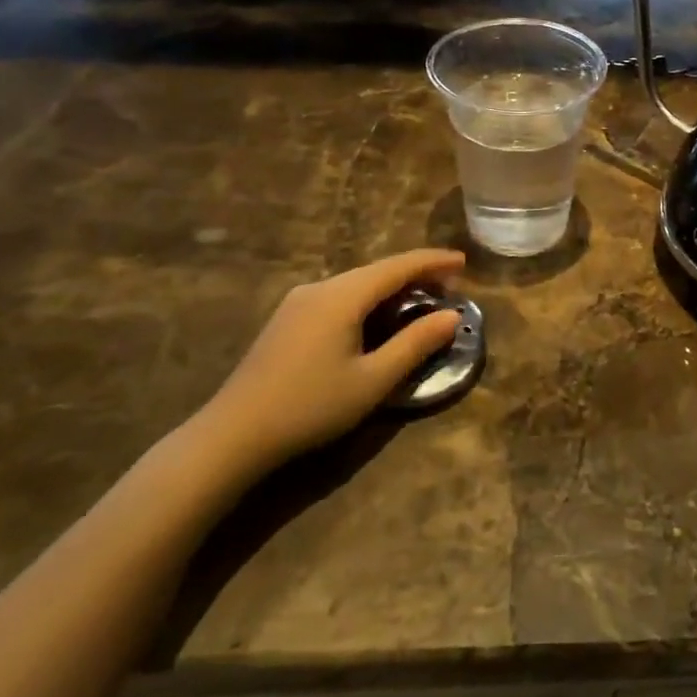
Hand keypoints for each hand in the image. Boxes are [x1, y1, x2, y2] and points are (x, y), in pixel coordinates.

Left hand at [193, 249, 466, 476]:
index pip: (397, 266)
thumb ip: (415, 344)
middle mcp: (320, 288)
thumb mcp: (373, 380)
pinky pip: (339, 297)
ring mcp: (298, 302)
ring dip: (391, 289)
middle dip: (415, 276)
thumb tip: (453, 317)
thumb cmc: (310, 407)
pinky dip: (368, 301)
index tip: (463, 263)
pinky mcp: (287, 320)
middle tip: (448, 290)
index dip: (433, 261)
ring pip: (356, 284)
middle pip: (376, 271)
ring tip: (419, 304)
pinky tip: (377, 321)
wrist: (233, 435)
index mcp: (342, 296)